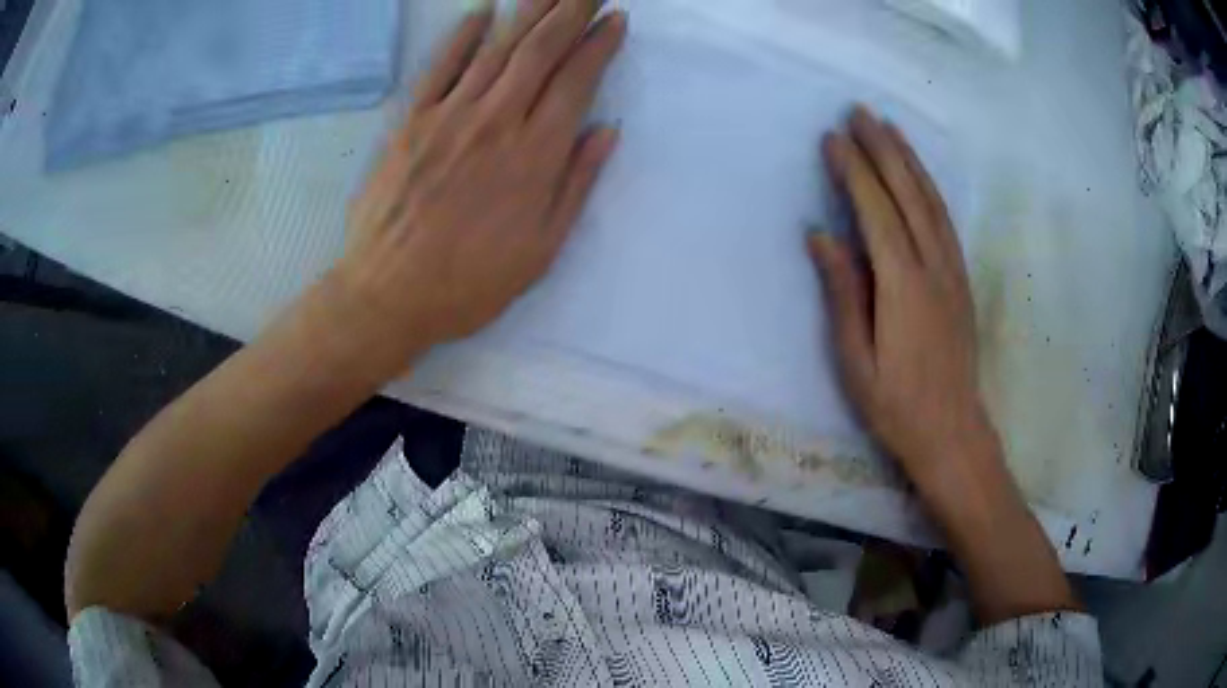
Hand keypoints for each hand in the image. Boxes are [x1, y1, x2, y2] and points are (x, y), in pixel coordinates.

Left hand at [333, 0, 626, 374]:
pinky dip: (462, 36)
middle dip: (570, 11)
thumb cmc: (470, 282)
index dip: (599, 45)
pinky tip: (481, 13)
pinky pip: (440, 67)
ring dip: (528, 11)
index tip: (615, 20)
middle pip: (540, 51)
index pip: (576, 80)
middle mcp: (497, 121)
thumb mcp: (542, 249)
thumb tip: (605, 131)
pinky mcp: (411, 121)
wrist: (389, 294)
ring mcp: (450, 116)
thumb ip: (575, 184)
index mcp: (535, 154)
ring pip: (496, 48)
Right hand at [808, 107, 1000, 497]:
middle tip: (859, 112)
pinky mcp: (961, 280)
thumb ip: (843, 293)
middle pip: (907, 193)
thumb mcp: (855, 360)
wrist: (953, 432)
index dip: (854, 170)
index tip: (832, 137)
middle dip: (882, 148)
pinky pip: (945, 220)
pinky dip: (929, 187)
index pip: (875, 211)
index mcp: (903, 285)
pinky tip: (919, 175)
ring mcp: (952, 271)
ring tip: (889, 128)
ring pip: (931, 200)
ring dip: (909, 159)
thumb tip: (820, 236)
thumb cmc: (896, 405)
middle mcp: (933, 266)